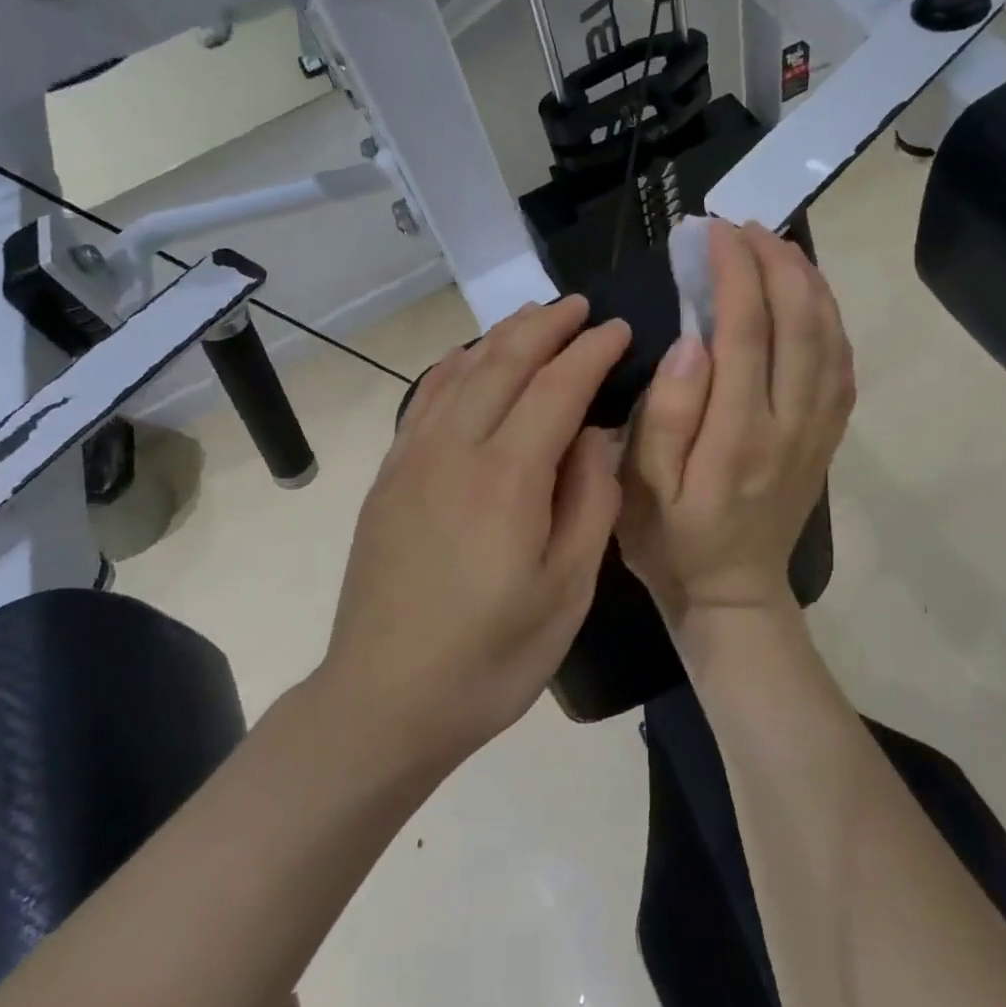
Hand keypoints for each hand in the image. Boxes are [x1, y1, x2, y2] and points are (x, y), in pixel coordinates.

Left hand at [322, 297, 630, 763]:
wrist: (385, 700)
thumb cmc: (492, 657)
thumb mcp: (567, 589)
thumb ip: (590, 501)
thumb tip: (597, 434)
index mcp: (507, 478)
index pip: (557, 388)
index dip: (592, 352)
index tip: (620, 328)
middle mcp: (455, 450)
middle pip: (504, 362)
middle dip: (547, 326)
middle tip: (581, 306)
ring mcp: (413, 459)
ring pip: (461, 371)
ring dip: (502, 336)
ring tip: (534, 317)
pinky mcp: (389, 476)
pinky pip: (425, 398)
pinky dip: (455, 365)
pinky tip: (469, 358)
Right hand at [618, 220, 854, 625]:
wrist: (734, 593)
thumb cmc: (673, 540)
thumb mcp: (642, 489)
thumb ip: (667, 415)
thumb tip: (693, 339)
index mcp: (738, 435)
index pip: (745, 331)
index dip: (733, 272)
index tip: (712, 231)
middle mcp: (790, 424)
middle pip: (799, 322)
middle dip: (775, 261)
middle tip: (743, 226)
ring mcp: (818, 431)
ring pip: (830, 337)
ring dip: (807, 281)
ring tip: (776, 245)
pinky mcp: (828, 437)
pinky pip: (842, 365)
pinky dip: (829, 318)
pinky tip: (809, 297)